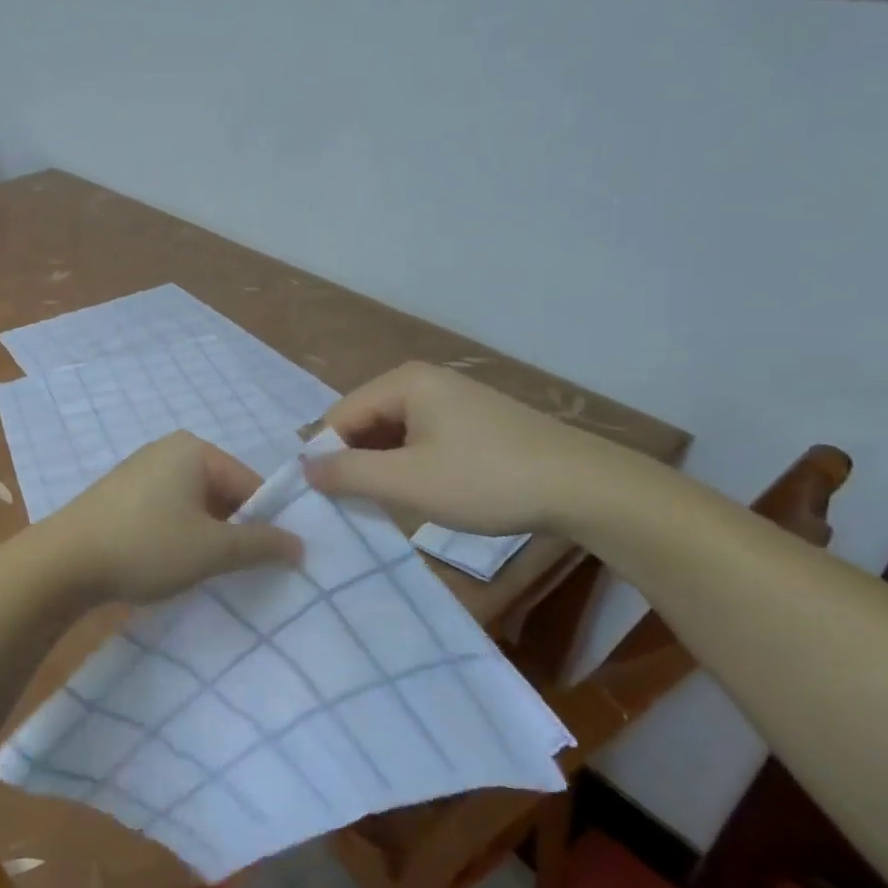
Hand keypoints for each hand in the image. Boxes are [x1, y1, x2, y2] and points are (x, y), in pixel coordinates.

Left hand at [37, 432, 302, 606]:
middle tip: (235, 570)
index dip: (264, 523)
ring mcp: (139, 471)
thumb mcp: (211, 549)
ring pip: (193, 505)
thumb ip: (260, 545)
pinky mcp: (120, 494)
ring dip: (204, 536)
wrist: (62, 562)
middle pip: (221, 492)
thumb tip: (301, 545)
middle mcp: (167, 450)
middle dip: (232, 531)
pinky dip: (176, 535)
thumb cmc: (146, 546)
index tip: (268, 562)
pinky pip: (165, 510)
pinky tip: (168, 564)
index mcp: (194, 450)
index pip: (250, 484)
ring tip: (201, 572)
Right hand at [305, 361, 616, 533]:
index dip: (325, 455)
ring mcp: (452, 399)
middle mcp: (424, 381)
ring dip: (382, 467)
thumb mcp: (408, 482)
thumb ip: (348, 473)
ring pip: (393, 433)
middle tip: (352, 506)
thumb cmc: (486, 480)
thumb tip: (304, 467)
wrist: (584, 487)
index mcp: (404, 382)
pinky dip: (410, 465)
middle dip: (354, 461)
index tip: (319, 498)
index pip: (340, 415)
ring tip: (383, 504)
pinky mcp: (472, 421)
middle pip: (365, 421)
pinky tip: (419, 493)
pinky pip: (421, 439)